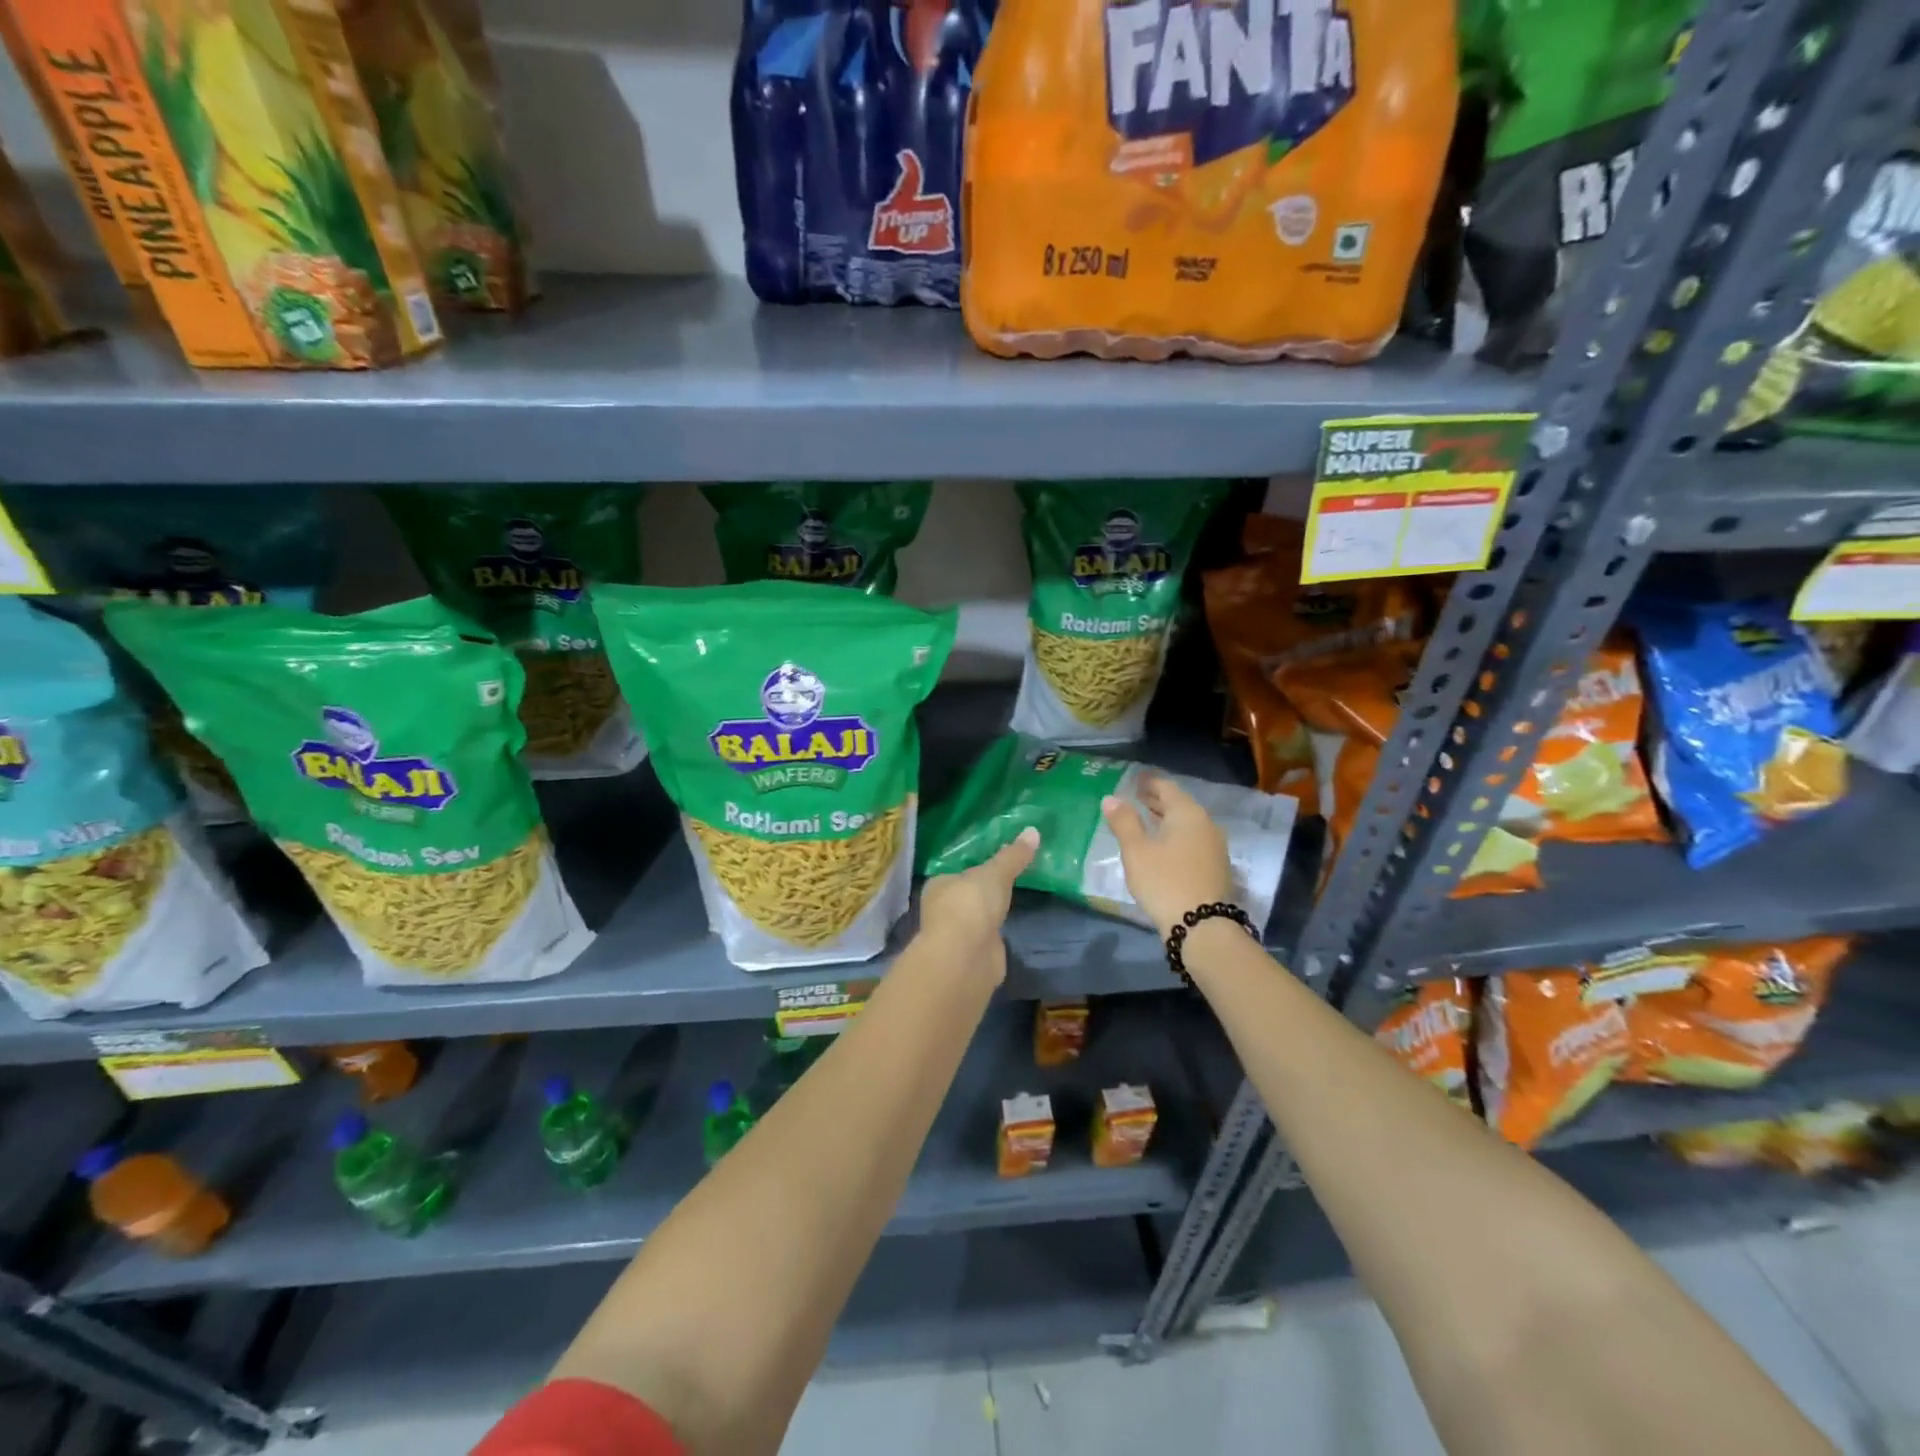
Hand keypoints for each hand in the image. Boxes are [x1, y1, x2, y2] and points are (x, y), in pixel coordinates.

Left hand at [916, 828, 1038, 982]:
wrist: (965, 957)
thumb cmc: (971, 905)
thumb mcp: (995, 874)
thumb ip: (1013, 856)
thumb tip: (1033, 830)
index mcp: (939, 885)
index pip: (958, 873)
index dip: (975, 869)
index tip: (996, 864)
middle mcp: (943, 910)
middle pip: (967, 896)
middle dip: (983, 893)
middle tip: (1009, 881)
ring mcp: (956, 935)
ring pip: (976, 919)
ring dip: (989, 914)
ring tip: (1012, 902)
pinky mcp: (971, 956)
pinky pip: (986, 938)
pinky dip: (995, 934)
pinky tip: (1008, 928)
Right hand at [1101, 774, 1233, 936]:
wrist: (1202, 926)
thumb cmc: (1164, 881)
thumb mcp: (1136, 851)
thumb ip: (1124, 822)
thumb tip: (1111, 798)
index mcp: (1187, 813)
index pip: (1167, 787)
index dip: (1149, 782)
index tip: (1135, 779)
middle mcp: (1206, 824)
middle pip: (1179, 805)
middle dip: (1157, 800)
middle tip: (1136, 796)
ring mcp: (1214, 846)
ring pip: (1187, 824)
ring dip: (1166, 819)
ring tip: (1146, 820)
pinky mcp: (1216, 866)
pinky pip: (1192, 840)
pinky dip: (1175, 835)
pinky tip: (1163, 846)